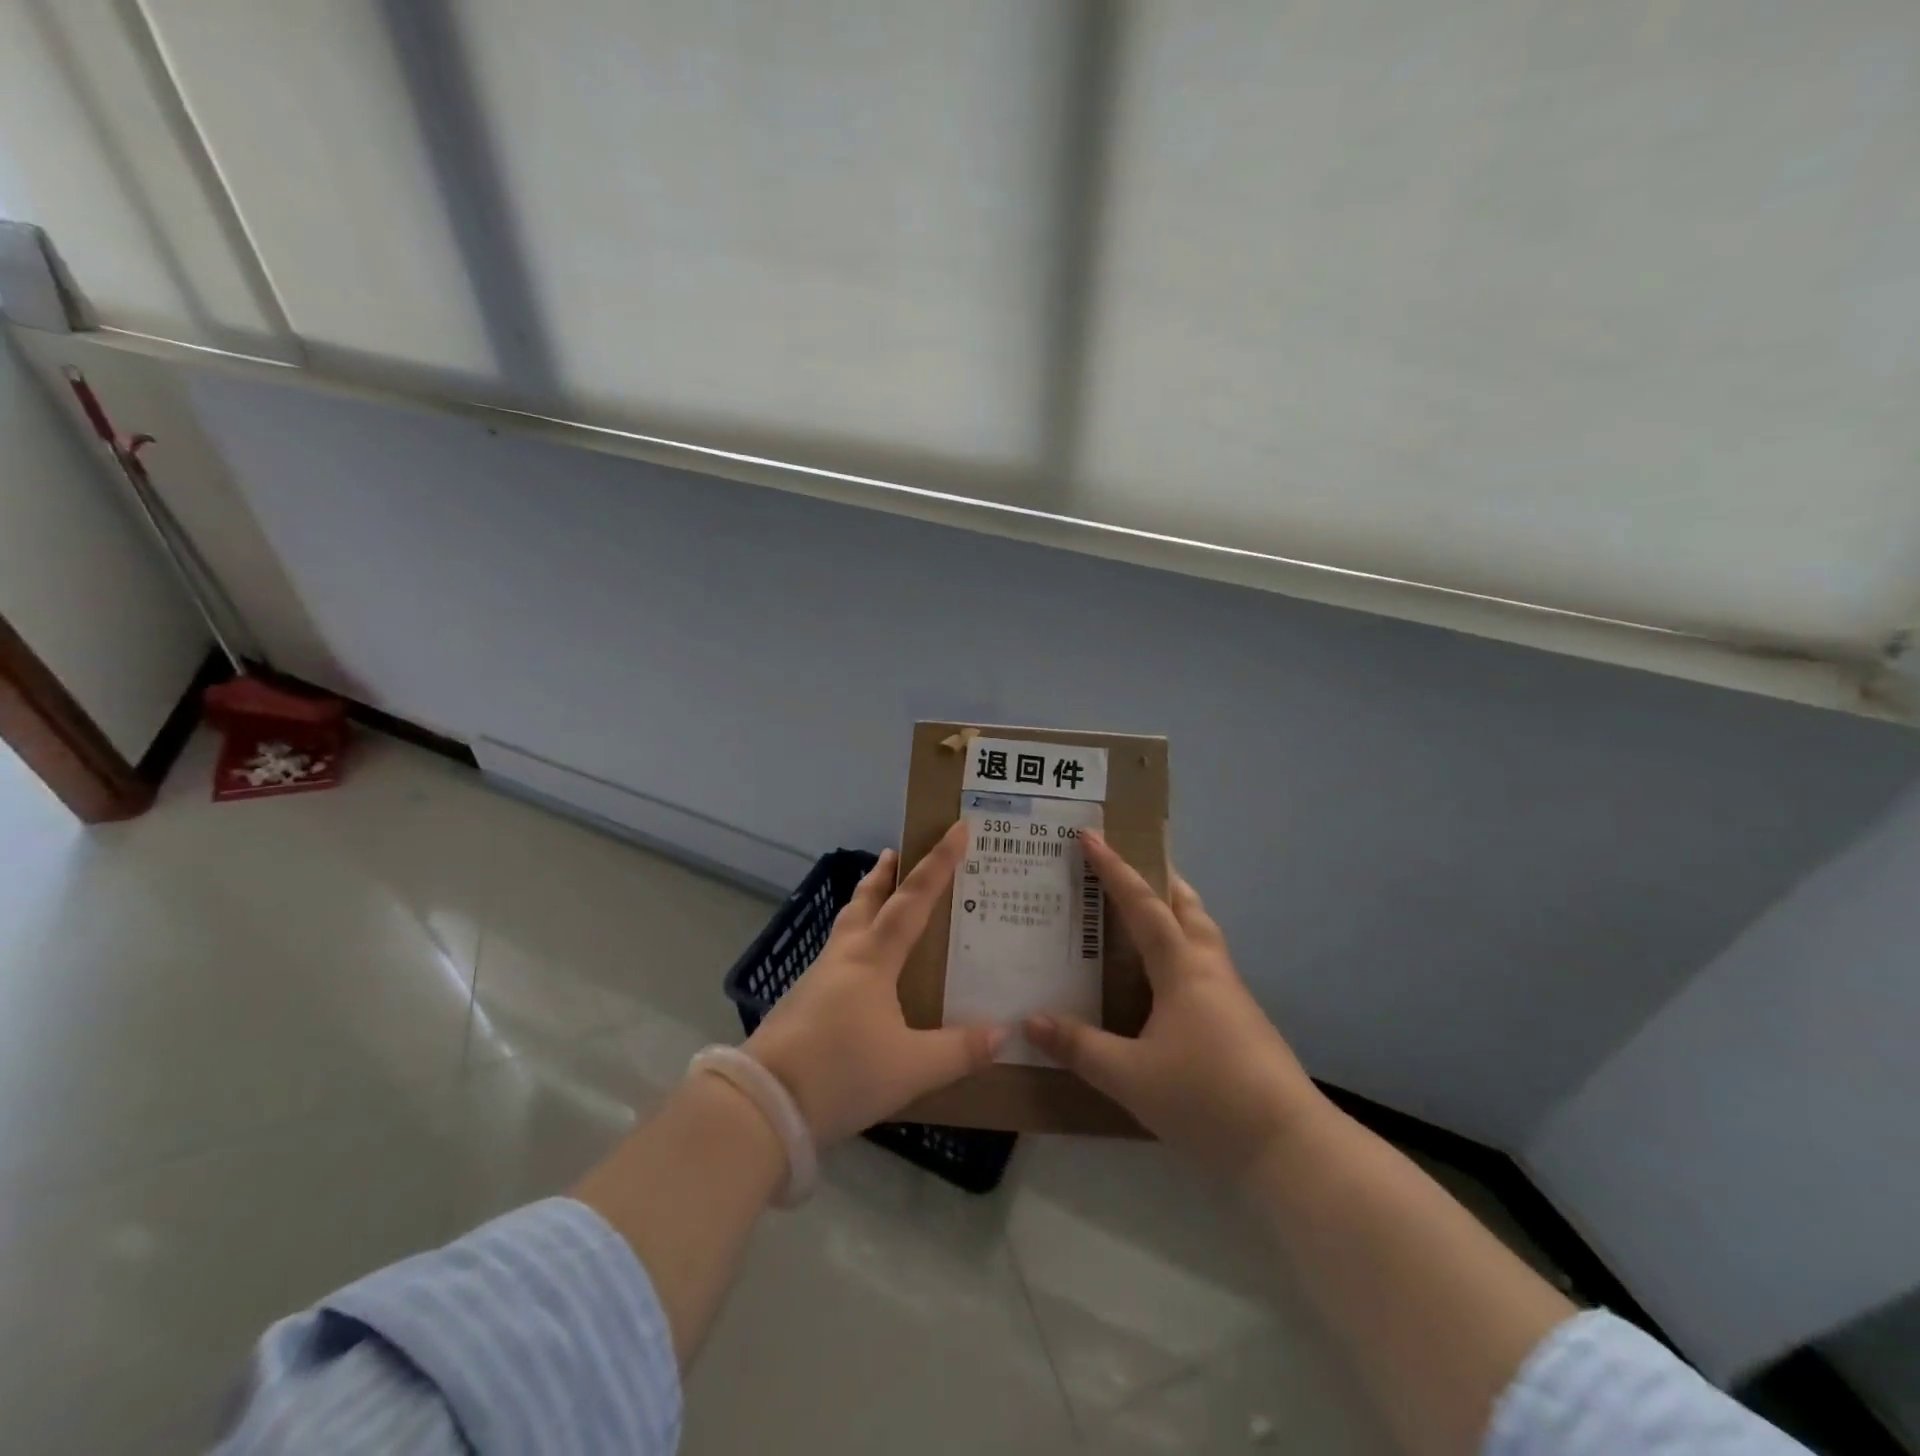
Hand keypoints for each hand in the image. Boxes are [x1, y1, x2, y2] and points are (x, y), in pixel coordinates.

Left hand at [745, 824, 1003, 1144]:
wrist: (762, 1106)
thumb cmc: (841, 1073)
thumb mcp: (911, 1068)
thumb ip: (959, 1052)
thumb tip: (1003, 1035)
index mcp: (873, 959)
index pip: (913, 899)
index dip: (939, 863)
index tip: (957, 828)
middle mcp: (844, 957)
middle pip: (865, 901)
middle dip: (883, 875)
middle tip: (896, 851)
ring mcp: (817, 978)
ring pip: (845, 926)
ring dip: (864, 904)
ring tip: (878, 900)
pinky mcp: (801, 1003)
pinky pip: (835, 956)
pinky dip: (853, 943)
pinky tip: (860, 970)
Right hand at [1025, 832, 1323, 1181]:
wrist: (1289, 1147)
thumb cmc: (1206, 1098)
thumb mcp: (1129, 1076)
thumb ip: (1079, 1047)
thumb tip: (1030, 1020)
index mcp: (1183, 968)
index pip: (1144, 905)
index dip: (1115, 869)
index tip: (1092, 836)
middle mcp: (1210, 970)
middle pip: (1187, 907)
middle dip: (1159, 880)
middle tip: (1130, 866)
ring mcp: (1232, 997)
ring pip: (1203, 936)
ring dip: (1176, 913)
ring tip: (1146, 917)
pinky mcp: (1243, 1023)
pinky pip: (1206, 966)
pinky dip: (1183, 951)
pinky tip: (1165, 982)